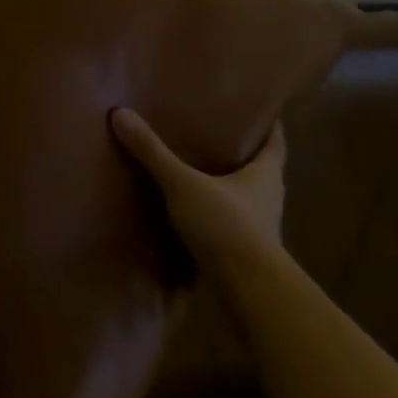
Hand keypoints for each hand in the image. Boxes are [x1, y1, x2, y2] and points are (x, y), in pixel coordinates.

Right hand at [110, 108, 287, 273]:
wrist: (249, 289)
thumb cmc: (227, 225)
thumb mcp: (183, 184)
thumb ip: (153, 153)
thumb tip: (121, 113)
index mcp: (266, 173)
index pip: (275, 141)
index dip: (268, 124)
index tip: (256, 109)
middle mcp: (270, 197)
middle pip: (261, 168)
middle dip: (242, 154)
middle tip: (216, 136)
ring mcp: (262, 227)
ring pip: (247, 197)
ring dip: (230, 186)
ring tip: (200, 172)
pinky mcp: (248, 252)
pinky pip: (234, 223)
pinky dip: (219, 214)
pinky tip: (197, 212)